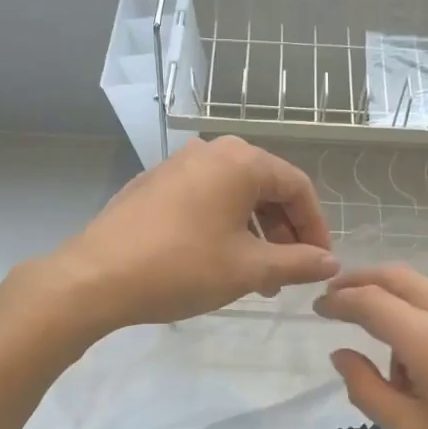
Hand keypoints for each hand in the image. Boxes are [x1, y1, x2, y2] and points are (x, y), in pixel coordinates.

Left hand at [49, 136, 339, 332]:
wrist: (96, 276)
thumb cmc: (182, 267)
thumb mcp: (249, 269)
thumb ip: (298, 262)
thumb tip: (331, 263)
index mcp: (241, 161)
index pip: (297, 187)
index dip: (316, 227)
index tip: (320, 263)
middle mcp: (211, 150)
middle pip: (265, 187)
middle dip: (283, 232)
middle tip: (287, 274)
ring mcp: (177, 164)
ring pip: (233, 195)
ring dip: (254, 234)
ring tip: (255, 277)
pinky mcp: (154, 183)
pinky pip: (204, 198)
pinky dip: (223, 226)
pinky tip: (218, 261)